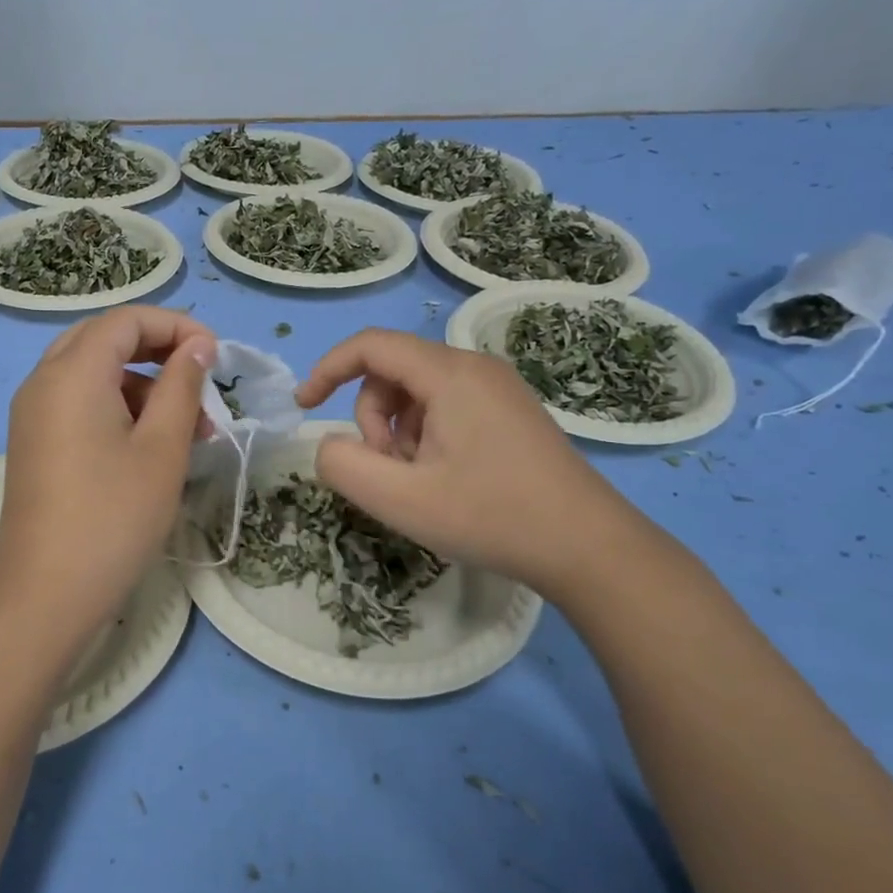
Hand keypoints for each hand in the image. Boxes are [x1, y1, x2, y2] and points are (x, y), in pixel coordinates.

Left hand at [0, 307, 215, 646]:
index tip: (216, 356)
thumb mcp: (162, 447)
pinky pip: (79, 401)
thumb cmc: (114, 516)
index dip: (176, 326)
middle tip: (200, 382)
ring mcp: (33, 412)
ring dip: (143, 386)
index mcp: (73, 372)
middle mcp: (44, 380)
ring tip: (190, 429)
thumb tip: (197, 346)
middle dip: (158, 352)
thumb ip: (182, 385)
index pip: (127, 319)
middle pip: (105, 339)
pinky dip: (118, 407)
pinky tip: (152, 445)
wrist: (46, 593)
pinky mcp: (35, 441)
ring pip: (93, 372)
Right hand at [295, 329, 646, 600]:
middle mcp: (475, 367)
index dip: (327, 370)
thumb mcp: (401, 500)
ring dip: (398, 433)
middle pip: (393, 372)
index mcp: (449, 374)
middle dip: (372, 419)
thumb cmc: (491, 516)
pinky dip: (426, 436)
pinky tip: (445, 479)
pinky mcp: (510, 411)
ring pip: (419, 392)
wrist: (588, 546)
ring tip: (419, 482)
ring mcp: (498, 388)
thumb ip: (343, 465)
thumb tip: (330, 445)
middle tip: (387, 471)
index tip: (304, 407)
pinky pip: (447, 406)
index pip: (370, 346)